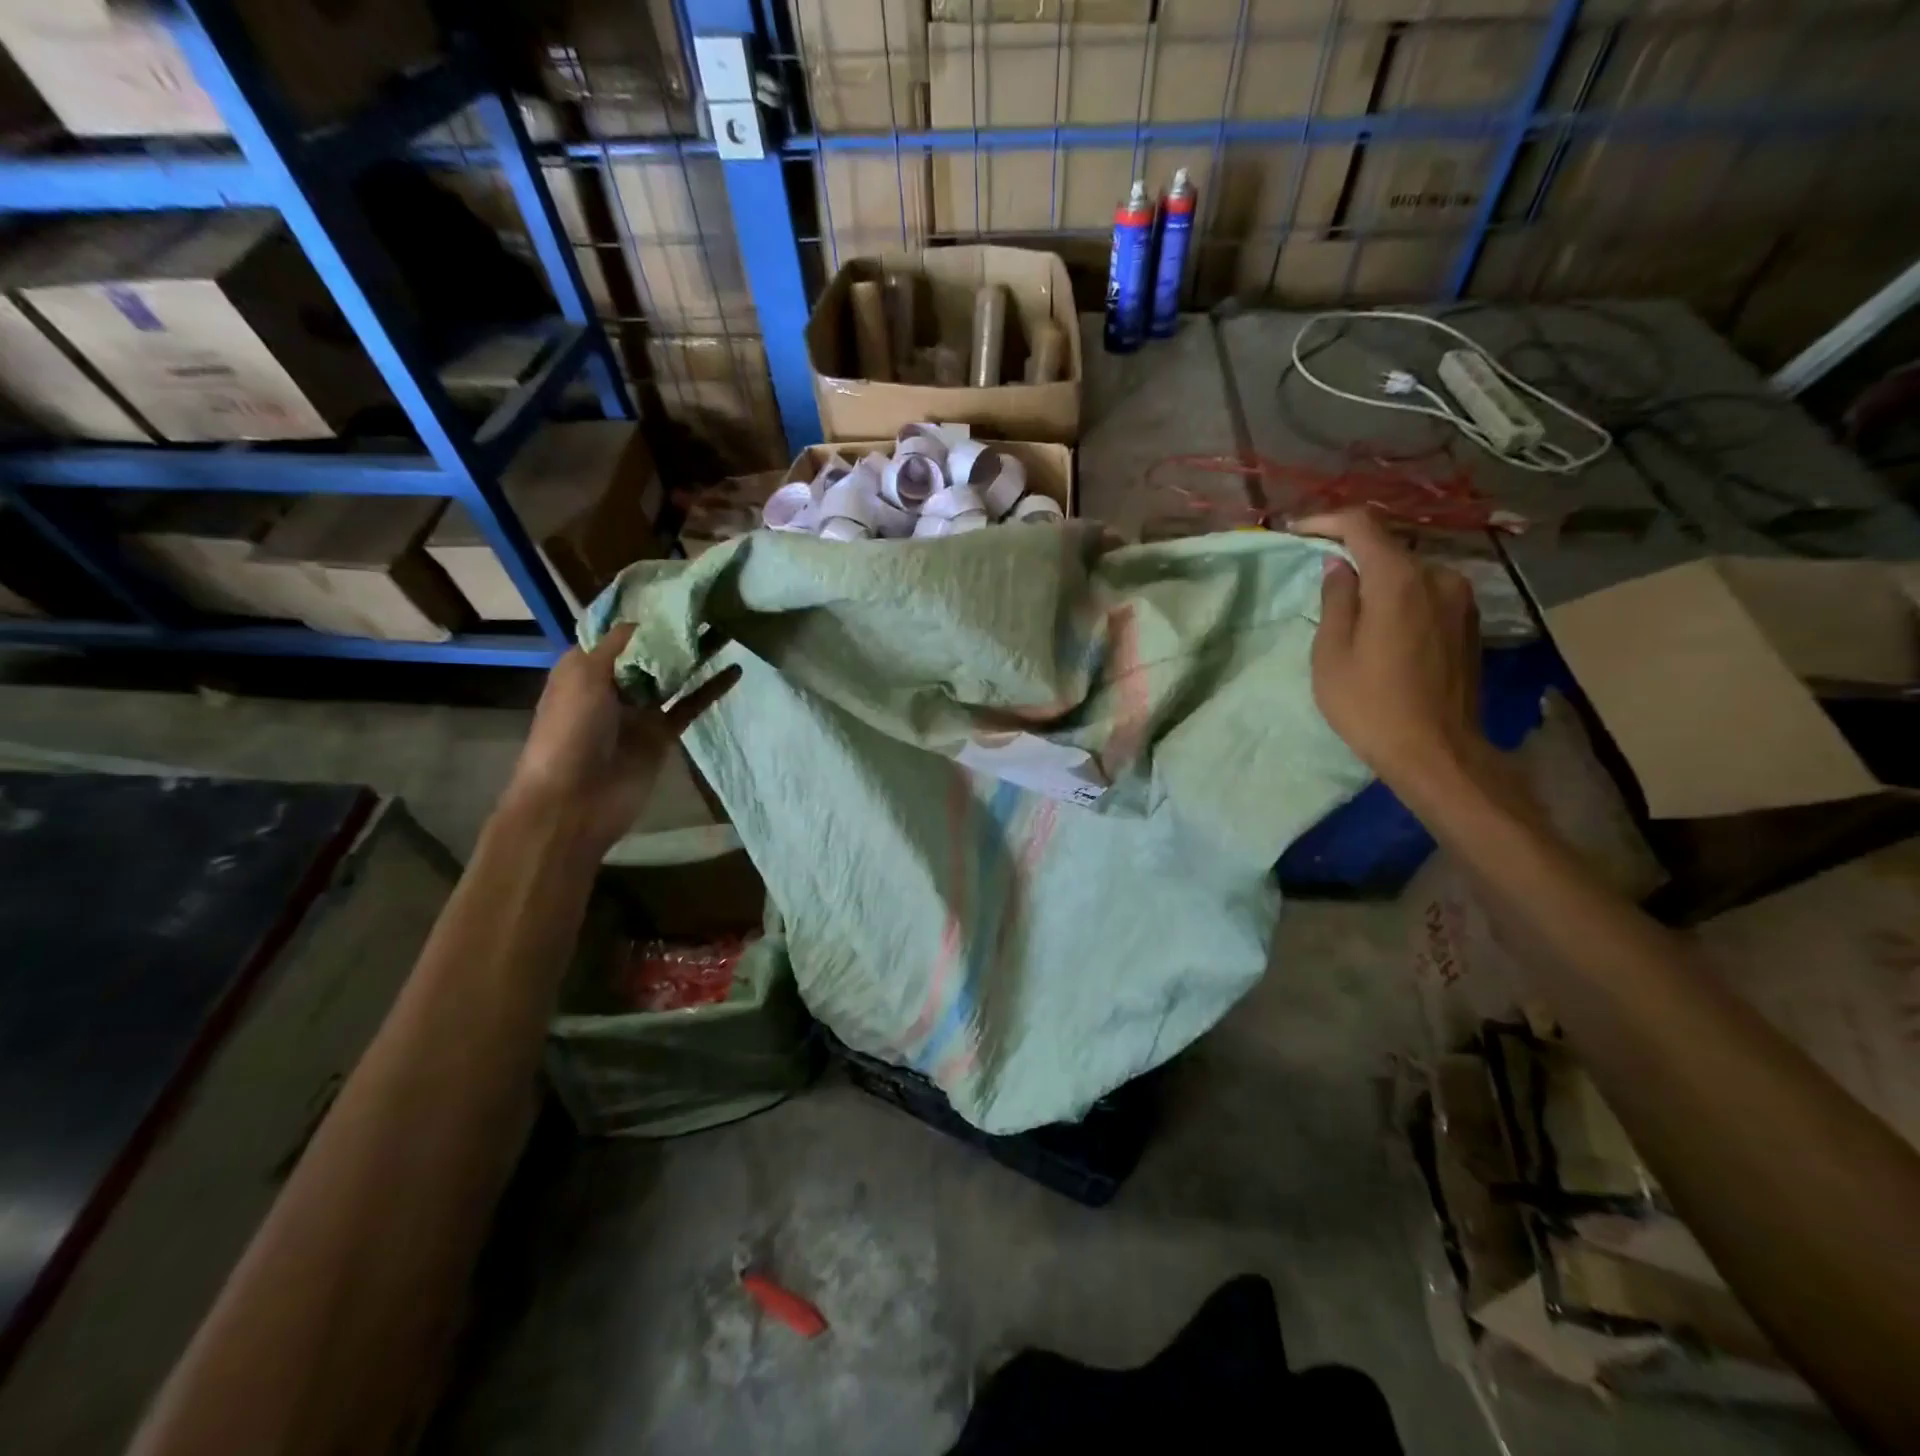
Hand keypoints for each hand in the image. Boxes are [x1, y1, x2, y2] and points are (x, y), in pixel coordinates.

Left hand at [502, 624, 739, 854]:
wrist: (573, 802)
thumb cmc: (569, 732)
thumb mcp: (584, 676)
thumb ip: (618, 645)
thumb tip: (647, 619)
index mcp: (585, 667)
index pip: (618, 632)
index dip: (645, 613)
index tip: (677, 590)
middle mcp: (613, 684)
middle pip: (650, 651)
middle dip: (676, 630)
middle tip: (712, 603)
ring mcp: (640, 711)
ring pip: (673, 676)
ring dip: (697, 655)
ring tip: (727, 628)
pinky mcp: (663, 734)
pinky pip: (690, 705)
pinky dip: (711, 689)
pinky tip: (734, 670)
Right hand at [1290, 510, 1483, 794]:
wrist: (1437, 752)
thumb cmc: (1370, 704)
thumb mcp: (1332, 653)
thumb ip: (1336, 599)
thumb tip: (1338, 565)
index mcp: (1399, 580)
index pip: (1362, 525)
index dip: (1326, 521)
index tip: (1298, 532)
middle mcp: (1438, 577)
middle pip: (1389, 549)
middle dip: (1352, 554)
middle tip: (1320, 573)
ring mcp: (1461, 600)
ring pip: (1410, 573)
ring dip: (1379, 579)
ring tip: (1351, 605)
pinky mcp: (1470, 623)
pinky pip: (1427, 594)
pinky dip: (1401, 597)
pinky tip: (1383, 625)